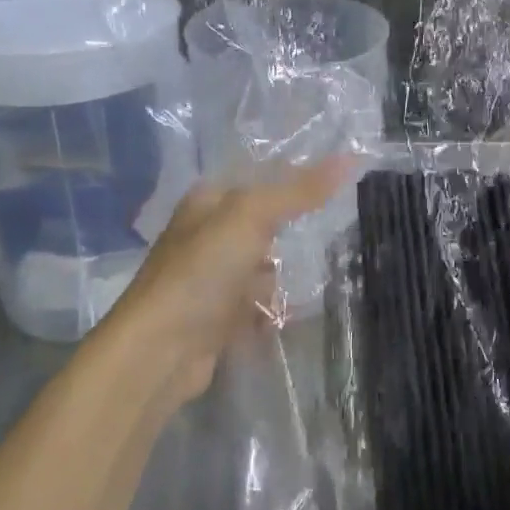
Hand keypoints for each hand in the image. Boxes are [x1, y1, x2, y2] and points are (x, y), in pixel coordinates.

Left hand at [106, 159, 351, 407]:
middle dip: (293, 232)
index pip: (259, 178)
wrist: (160, 350)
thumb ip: (299, 190)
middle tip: (336, 232)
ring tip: (319, 277)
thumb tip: (349, 158)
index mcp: (208, 201)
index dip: (296, 177)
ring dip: (284, 276)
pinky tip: (291, 313)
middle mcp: (206, 235)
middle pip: (262, 224)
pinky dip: (273, 310)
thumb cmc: (203, 270)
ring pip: (261, 267)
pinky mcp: (216, 318)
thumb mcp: (252, 217)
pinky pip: (255, 306)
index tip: (340, 182)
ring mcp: (210, 279)